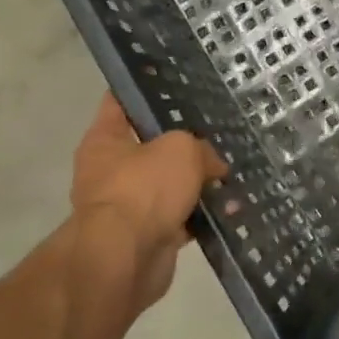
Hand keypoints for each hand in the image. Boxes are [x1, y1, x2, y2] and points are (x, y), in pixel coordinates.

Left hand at [67, 95, 225, 316]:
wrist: (125, 259)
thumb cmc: (144, 188)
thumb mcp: (181, 149)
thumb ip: (200, 148)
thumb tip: (213, 167)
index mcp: (105, 140)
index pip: (119, 102)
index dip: (144, 88)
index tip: (173, 79)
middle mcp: (111, 170)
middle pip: (152, 145)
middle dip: (184, 141)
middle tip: (218, 129)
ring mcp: (129, 205)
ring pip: (170, 183)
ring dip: (198, 181)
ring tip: (233, 169)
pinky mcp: (149, 235)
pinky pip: (181, 216)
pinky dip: (202, 214)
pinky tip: (231, 206)